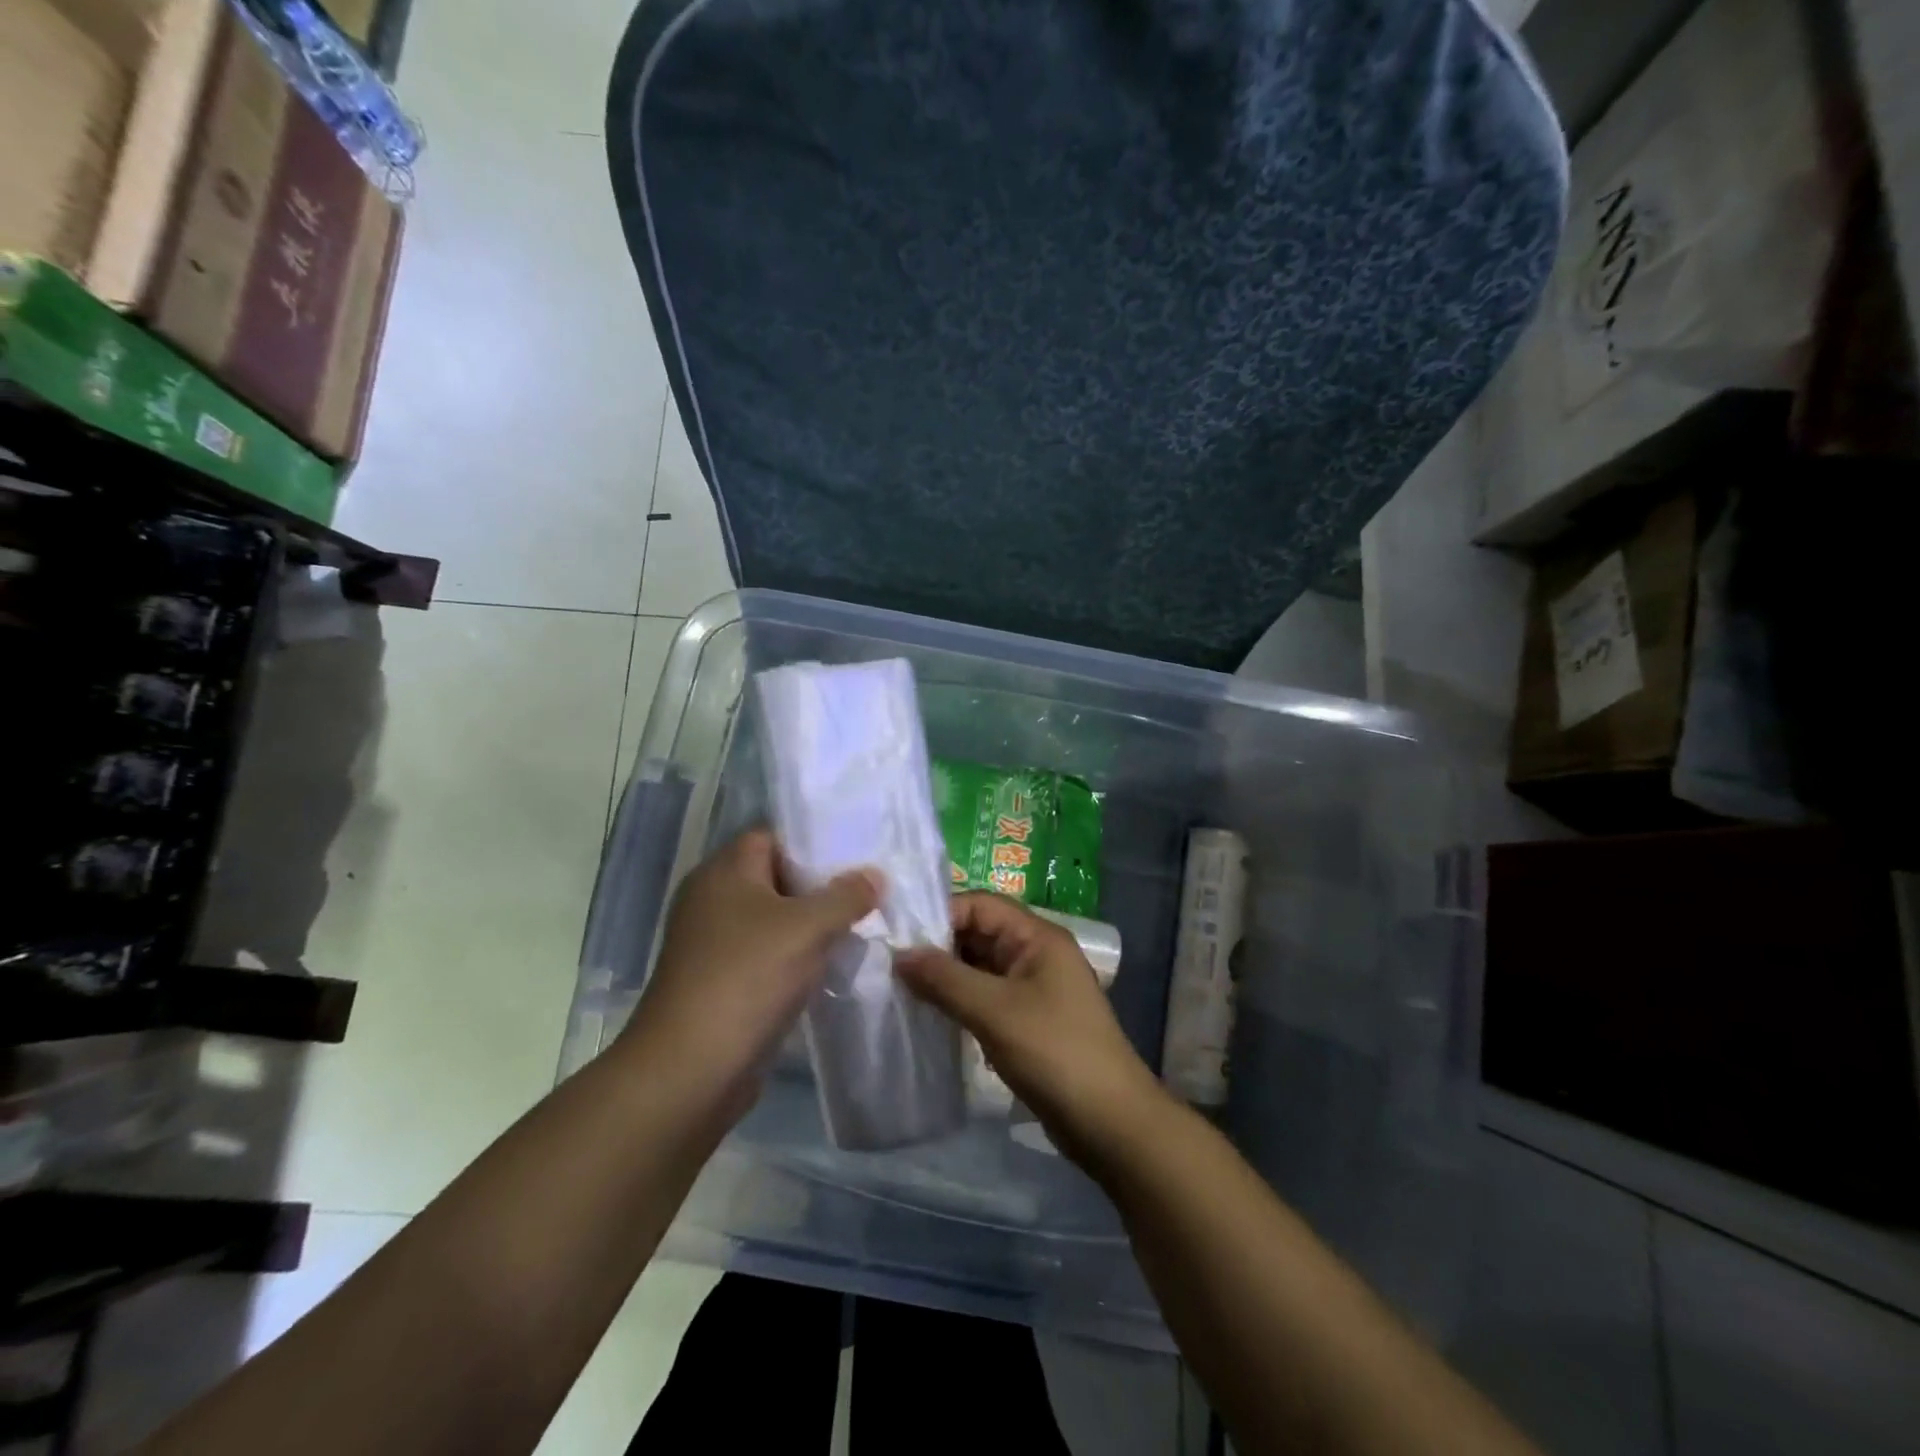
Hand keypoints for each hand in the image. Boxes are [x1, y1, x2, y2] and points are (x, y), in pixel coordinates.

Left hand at [619, 830, 880, 1118]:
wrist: (691, 1069)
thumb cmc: (748, 977)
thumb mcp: (808, 927)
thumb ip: (846, 896)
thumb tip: (875, 875)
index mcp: (724, 872)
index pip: (773, 836)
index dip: (815, 842)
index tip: (859, 854)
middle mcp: (714, 900)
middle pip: (777, 878)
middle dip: (822, 886)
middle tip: (870, 890)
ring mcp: (715, 943)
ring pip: (775, 920)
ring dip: (813, 925)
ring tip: (862, 926)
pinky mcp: (722, 981)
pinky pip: (769, 955)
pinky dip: (798, 957)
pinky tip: (834, 965)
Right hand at [896, 893, 1166, 1168]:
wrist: (1110, 1122)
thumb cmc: (1055, 1052)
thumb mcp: (994, 1011)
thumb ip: (945, 979)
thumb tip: (899, 955)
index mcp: (1037, 937)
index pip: (981, 904)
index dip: (940, 913)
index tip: (897, 934)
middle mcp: (1036, 953)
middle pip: (979, 933)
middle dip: (938, 945)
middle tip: (890, 961)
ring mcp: (1034, 988)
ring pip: (980, 967)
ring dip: (945, 975)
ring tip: (900, 986)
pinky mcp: (1028, 1020)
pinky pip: (986, 997)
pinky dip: (959, 1000)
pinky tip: (929, 1014)